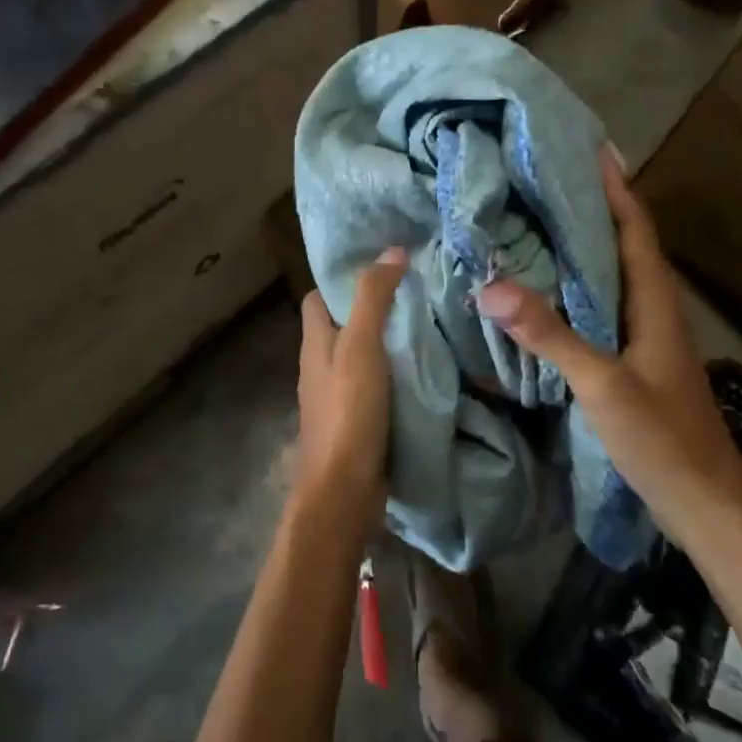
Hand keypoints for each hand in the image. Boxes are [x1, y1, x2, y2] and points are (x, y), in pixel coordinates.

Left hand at [293, 247, 407, 539]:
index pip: (317, 298)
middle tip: (416, 296)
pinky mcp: (356, 424)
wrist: (343, 490)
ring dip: (387, 346)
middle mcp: (319, 368)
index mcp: (314, 344)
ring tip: (427, 329)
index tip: (381, 270)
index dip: (341, 281)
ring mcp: (336, 399)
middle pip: (341, 328)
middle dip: (372, 311)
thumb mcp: (361, 346)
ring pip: (360, 359)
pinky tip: (424, 374)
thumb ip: (373, 298)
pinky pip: (375, 389)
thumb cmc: (348, 411)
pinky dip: (394, 378)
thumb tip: (393, 251)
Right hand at [474, 148, 741, 539]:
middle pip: (623, 245)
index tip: (589, 148)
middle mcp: (653, 311)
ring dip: (582, 248)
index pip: (635, 229)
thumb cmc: (663, 439)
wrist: (706, 503)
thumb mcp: (603, 385)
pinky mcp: (633, 364)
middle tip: (544, 181)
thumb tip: (491, 285)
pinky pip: (601, 312)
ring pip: (611, 278)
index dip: (615, 187)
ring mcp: (644, 340)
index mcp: (655, 303)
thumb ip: (550, 335)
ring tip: (537, 224)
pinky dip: (575, 291)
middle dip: (592, 208)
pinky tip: (546, 295)